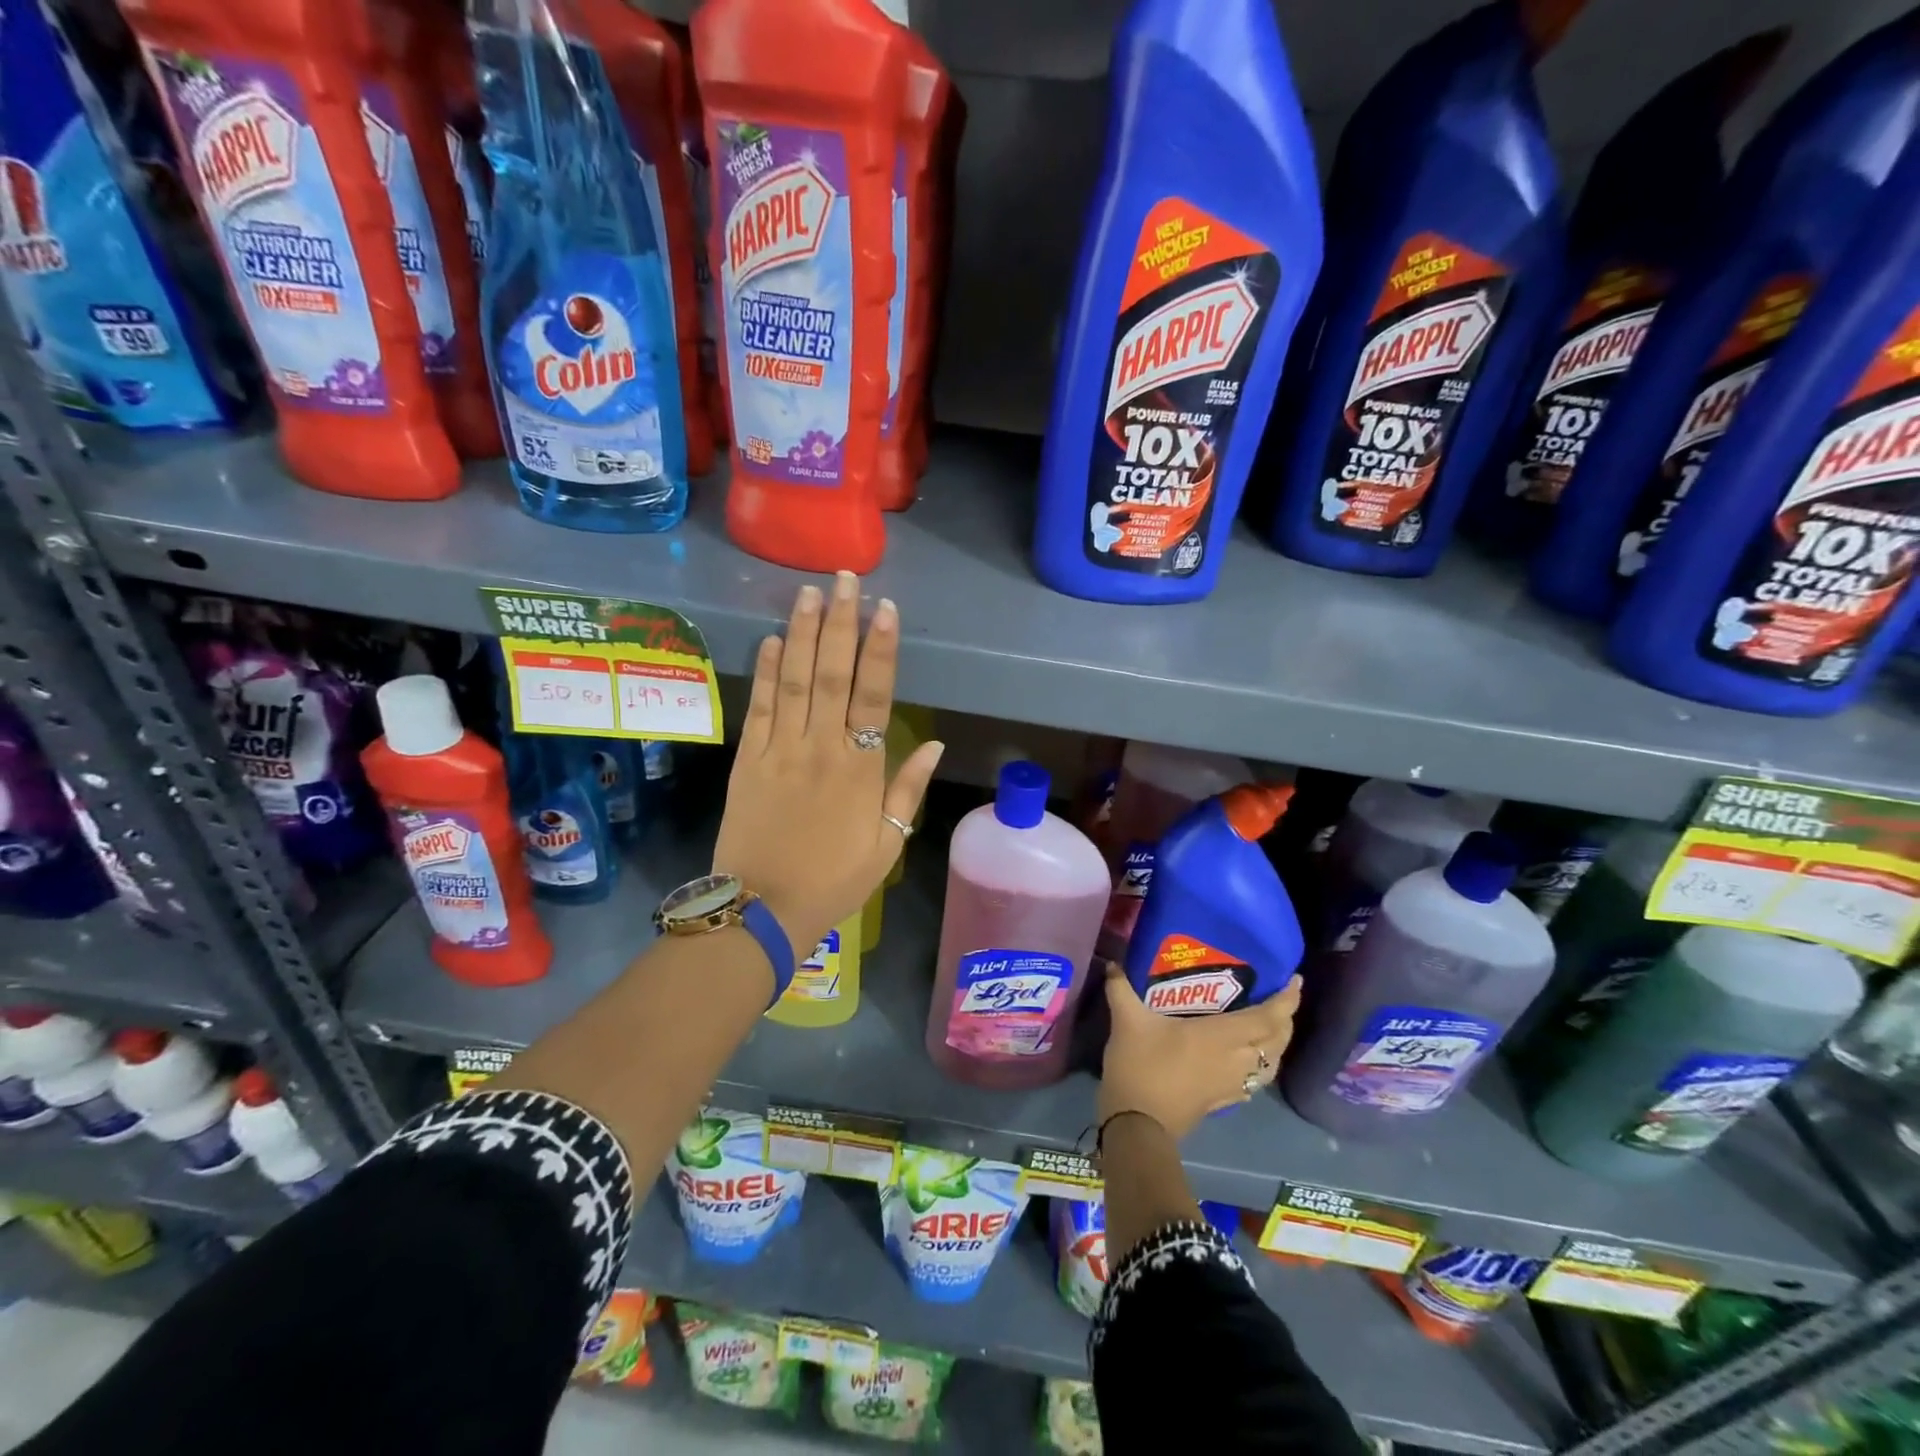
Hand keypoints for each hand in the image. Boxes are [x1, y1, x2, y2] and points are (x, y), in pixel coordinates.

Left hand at [712, 572, 943, 954]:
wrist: (762, 909)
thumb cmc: (834, 881)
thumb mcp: (887, 845)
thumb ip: (908, 790)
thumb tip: (934, 744)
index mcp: (860, 768)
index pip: (873, 694)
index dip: (880, 649)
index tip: (884, 609)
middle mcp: (820, 748)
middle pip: (831, 674)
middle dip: (839, 623)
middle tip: (844, 579)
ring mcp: (779, 750)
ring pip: (792, 681)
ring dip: (800, 634)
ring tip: (808, 593)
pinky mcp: (747, 760)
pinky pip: (758, 708)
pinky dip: (764, 672)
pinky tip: (769, 640)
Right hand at [1097, 967, 1301, 1139]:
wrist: (1138, 1125)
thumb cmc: (1140, 1066)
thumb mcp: (1127, 1020)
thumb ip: (1120, 987)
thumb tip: (1112, 962)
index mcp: (1222, 1036)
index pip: (1269, 1018)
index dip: (1287, 1001)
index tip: (1295, 981)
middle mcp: (1236, 1059)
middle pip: (1278, 1041)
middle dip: (1286, 1019)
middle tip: (1280, 999)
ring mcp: (1232, 1084)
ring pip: (1271, 1064)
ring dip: (1277, 1045)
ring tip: (1269, 1027)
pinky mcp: (1223, 1100)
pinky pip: (1255, 1080)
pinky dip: (1260, 1066)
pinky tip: (1246, 1061)